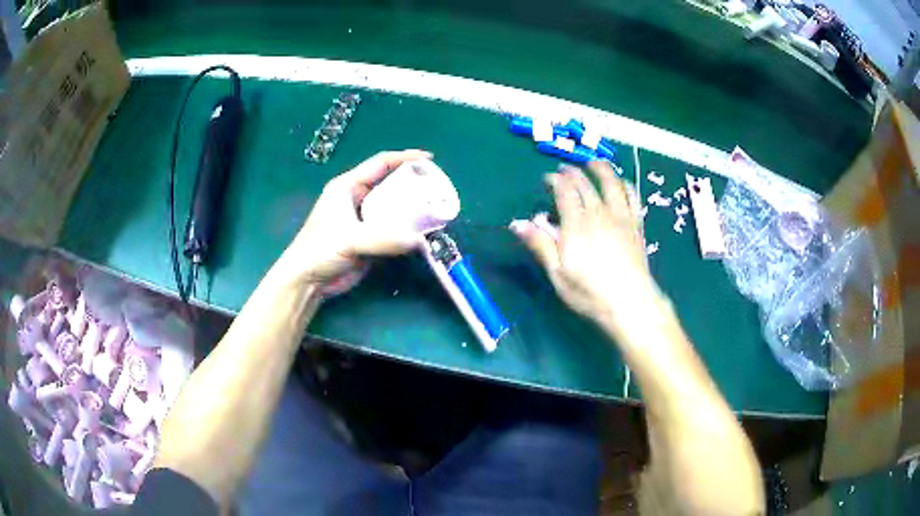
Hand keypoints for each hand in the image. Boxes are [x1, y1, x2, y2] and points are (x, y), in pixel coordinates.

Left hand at [283, 150, 430, 294]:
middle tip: (438, 188)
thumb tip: (420, 241)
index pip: (381, 163)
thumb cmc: (320, 250)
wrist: (308, 281)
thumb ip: (383, 238)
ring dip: (414, 208)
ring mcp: (365, 220)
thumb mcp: (350, 239)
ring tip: (437, 209)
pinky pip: (394, 229)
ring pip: (394, 207)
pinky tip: (425, 231)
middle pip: (391, 184)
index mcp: (348, 186)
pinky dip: (409, 229)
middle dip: (414, 183)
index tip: (430, 159)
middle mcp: (358, 199)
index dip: (405, 157)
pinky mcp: (371, 239)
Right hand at [510, 161, 661, 329]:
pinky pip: (632, 197)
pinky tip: (622, 183)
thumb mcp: (558, 273)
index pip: (565, 191)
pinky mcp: (636, 225)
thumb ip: (541, 245)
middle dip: (573, 173)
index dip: (555, 181)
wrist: (630, 303)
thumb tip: (517, 223)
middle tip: (564, 169)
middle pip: (586, 184)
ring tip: (594, 162)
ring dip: (601, 169)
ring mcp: (621, 217)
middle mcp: (599, 213)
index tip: (548, 178)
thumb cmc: (590, 292)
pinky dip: (625, 185)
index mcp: (577, 224)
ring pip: (612, 183)